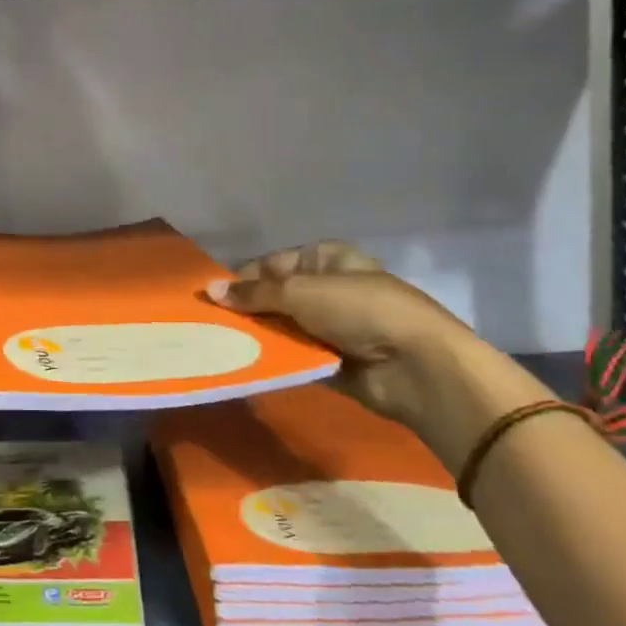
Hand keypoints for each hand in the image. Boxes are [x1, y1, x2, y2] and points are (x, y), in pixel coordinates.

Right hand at [207, 242, 543, 467]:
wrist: (418, 367)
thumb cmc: (360, 310)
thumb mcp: (300, 292)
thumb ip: (253, 294)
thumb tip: (207, 290)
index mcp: (324, 258)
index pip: (270, 264)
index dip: (240, 279)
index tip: (209, 298)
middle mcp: (327, 288)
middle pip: (274, 298)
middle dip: (246, 311)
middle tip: (208, 325)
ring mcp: (331, 327)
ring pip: (283, 328)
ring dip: (258, 337)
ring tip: (218, 345)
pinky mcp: (334, 362)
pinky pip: (295, 358)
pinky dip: (275, 361)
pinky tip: (244, 365)